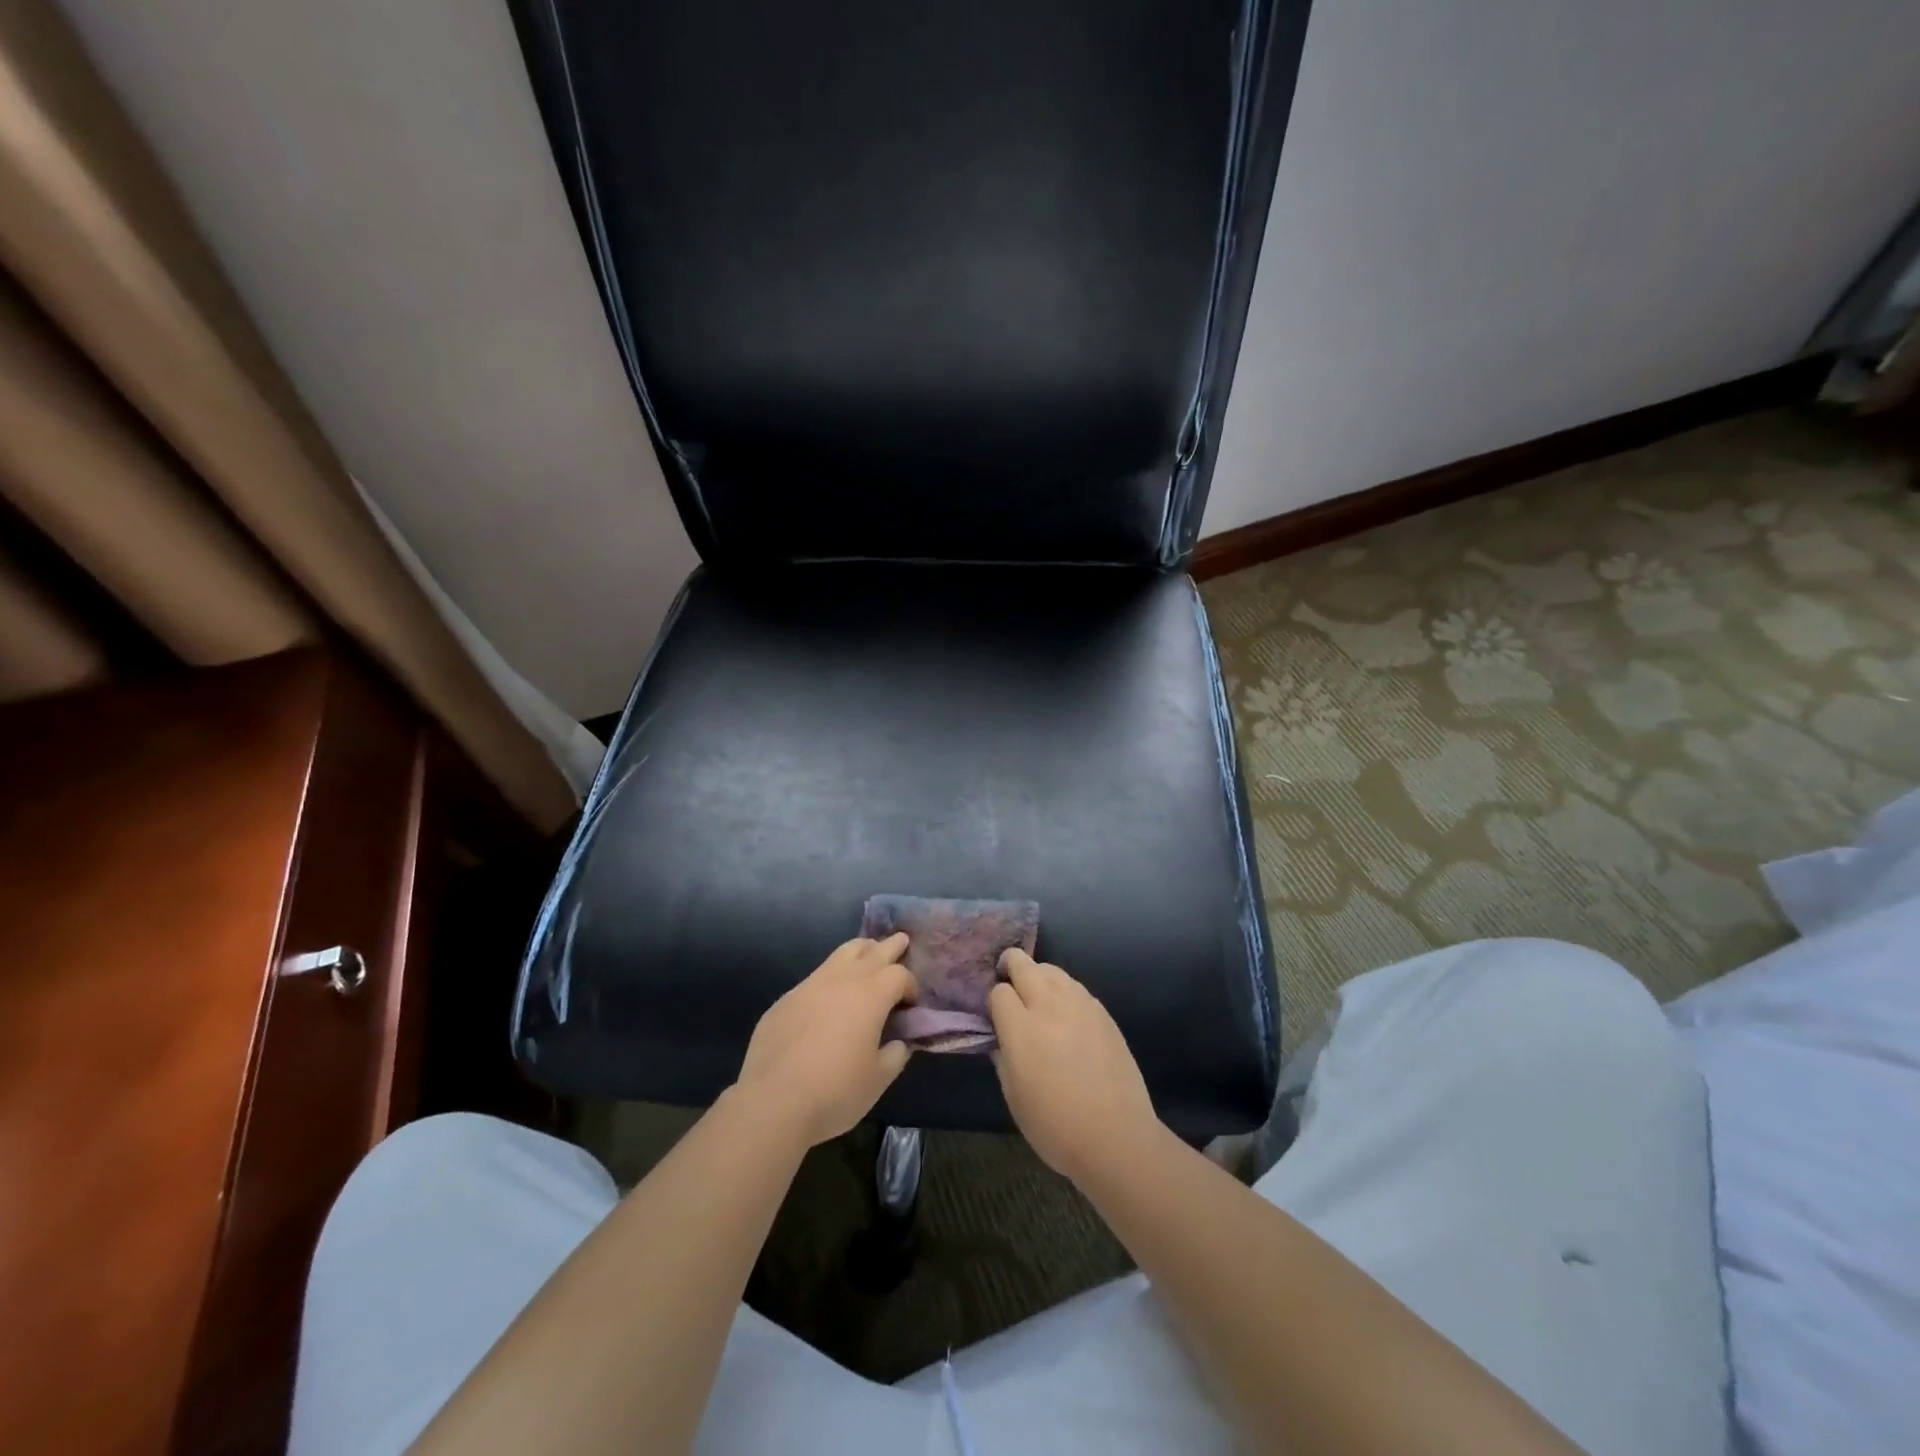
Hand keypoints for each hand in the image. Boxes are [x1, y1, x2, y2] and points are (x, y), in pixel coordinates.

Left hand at [734, 934, 916, 1146]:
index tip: (911, 1004)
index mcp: (871, 995)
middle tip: (901, 941)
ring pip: (841, 953)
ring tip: (868, 954)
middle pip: (873, 950)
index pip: (899, 975)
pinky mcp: (786, 999)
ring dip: (860, 951)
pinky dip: (832, 977)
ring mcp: (810, 985)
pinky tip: (829, 997)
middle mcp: (842, 980)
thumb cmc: (836, 1091)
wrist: (774, 1102)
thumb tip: (898, 1042)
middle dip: (890, 946)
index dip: (910, 985)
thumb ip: (895, 1055)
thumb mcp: (878, 1079)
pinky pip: (816, 977)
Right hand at [989, 949, 1159, 1184]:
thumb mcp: (1013, 1096)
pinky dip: (1063, 991)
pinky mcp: (1103, 1012)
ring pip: (1052, 969)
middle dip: (1010, 967)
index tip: (996, 1016)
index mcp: (1022, 1029)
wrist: (1116, 1137)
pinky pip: (1075, 987)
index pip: (998, 992)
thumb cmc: (1055, 1126)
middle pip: (1024, 964)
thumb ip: (1002, 1057)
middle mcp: (1050, 1006)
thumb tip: (1000, 1037)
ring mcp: (1080, 1005)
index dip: (994, 1002)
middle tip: (1008, 983)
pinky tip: (1066, 1014)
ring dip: (1038, 976)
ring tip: (1038, 998)